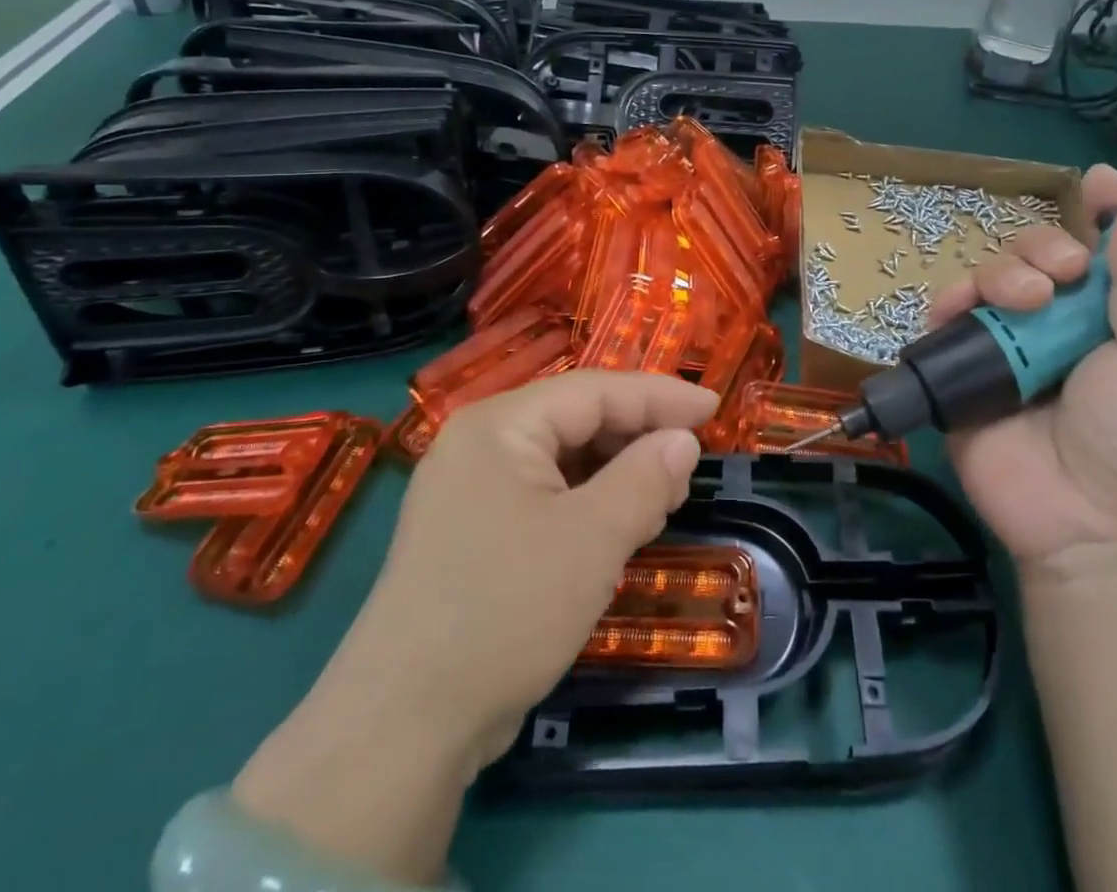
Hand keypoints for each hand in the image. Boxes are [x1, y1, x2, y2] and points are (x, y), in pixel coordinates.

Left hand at [232, 371, 714, 881]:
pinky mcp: (472, 532)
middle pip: (576, 418)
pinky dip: (587, 502)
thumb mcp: (591, 540)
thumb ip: (645, 479)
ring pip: (562, 459)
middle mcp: (480, 443)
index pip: (595, 389)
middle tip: (690, 462)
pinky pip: (543, 495)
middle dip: (637, 436)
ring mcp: (470, 490)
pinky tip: (617, 525)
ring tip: (663, 497)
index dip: (659, 396)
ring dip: (615, 472)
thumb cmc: (506, 611)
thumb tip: (683, 441)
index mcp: (500, 424)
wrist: (402, 727)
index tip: (714, 409)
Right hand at [926, 166, 1116, 588]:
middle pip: (1038, 256)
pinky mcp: (962, 373)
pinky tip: (963, 309)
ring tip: (1023, 301)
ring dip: (1002, 273)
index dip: (1100, 214)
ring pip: (990, 280)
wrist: (1094, 535)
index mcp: (1114, 323)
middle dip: (1045, 246)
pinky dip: (949, 304)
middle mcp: (1058, 328)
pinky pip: (946, 321)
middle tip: (1062, 275)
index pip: (1104, 253)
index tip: (1099, 182)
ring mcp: (1007, 350)